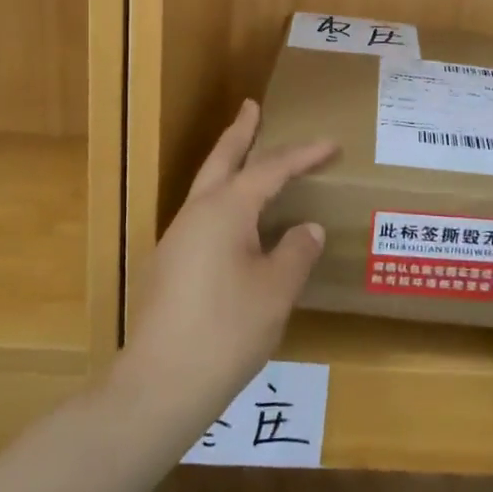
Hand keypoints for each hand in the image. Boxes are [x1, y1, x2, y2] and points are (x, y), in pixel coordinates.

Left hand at [120, 101, 337, 431]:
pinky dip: (224, 198)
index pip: (271, 169)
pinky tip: (236, 220)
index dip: (303, 155)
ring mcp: (178, 239)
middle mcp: (197, 214)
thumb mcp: (276, 290)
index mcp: (225, 210)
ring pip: (207, 187)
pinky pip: (203, 214)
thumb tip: (307, 229)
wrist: (161, 384)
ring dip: (228, 165)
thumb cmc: (227, 331)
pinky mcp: (171, 265)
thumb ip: (296, 251)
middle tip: (252, 107)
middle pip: (221, 160)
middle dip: (240, 133)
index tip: (331, 143)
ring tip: (248, 155)